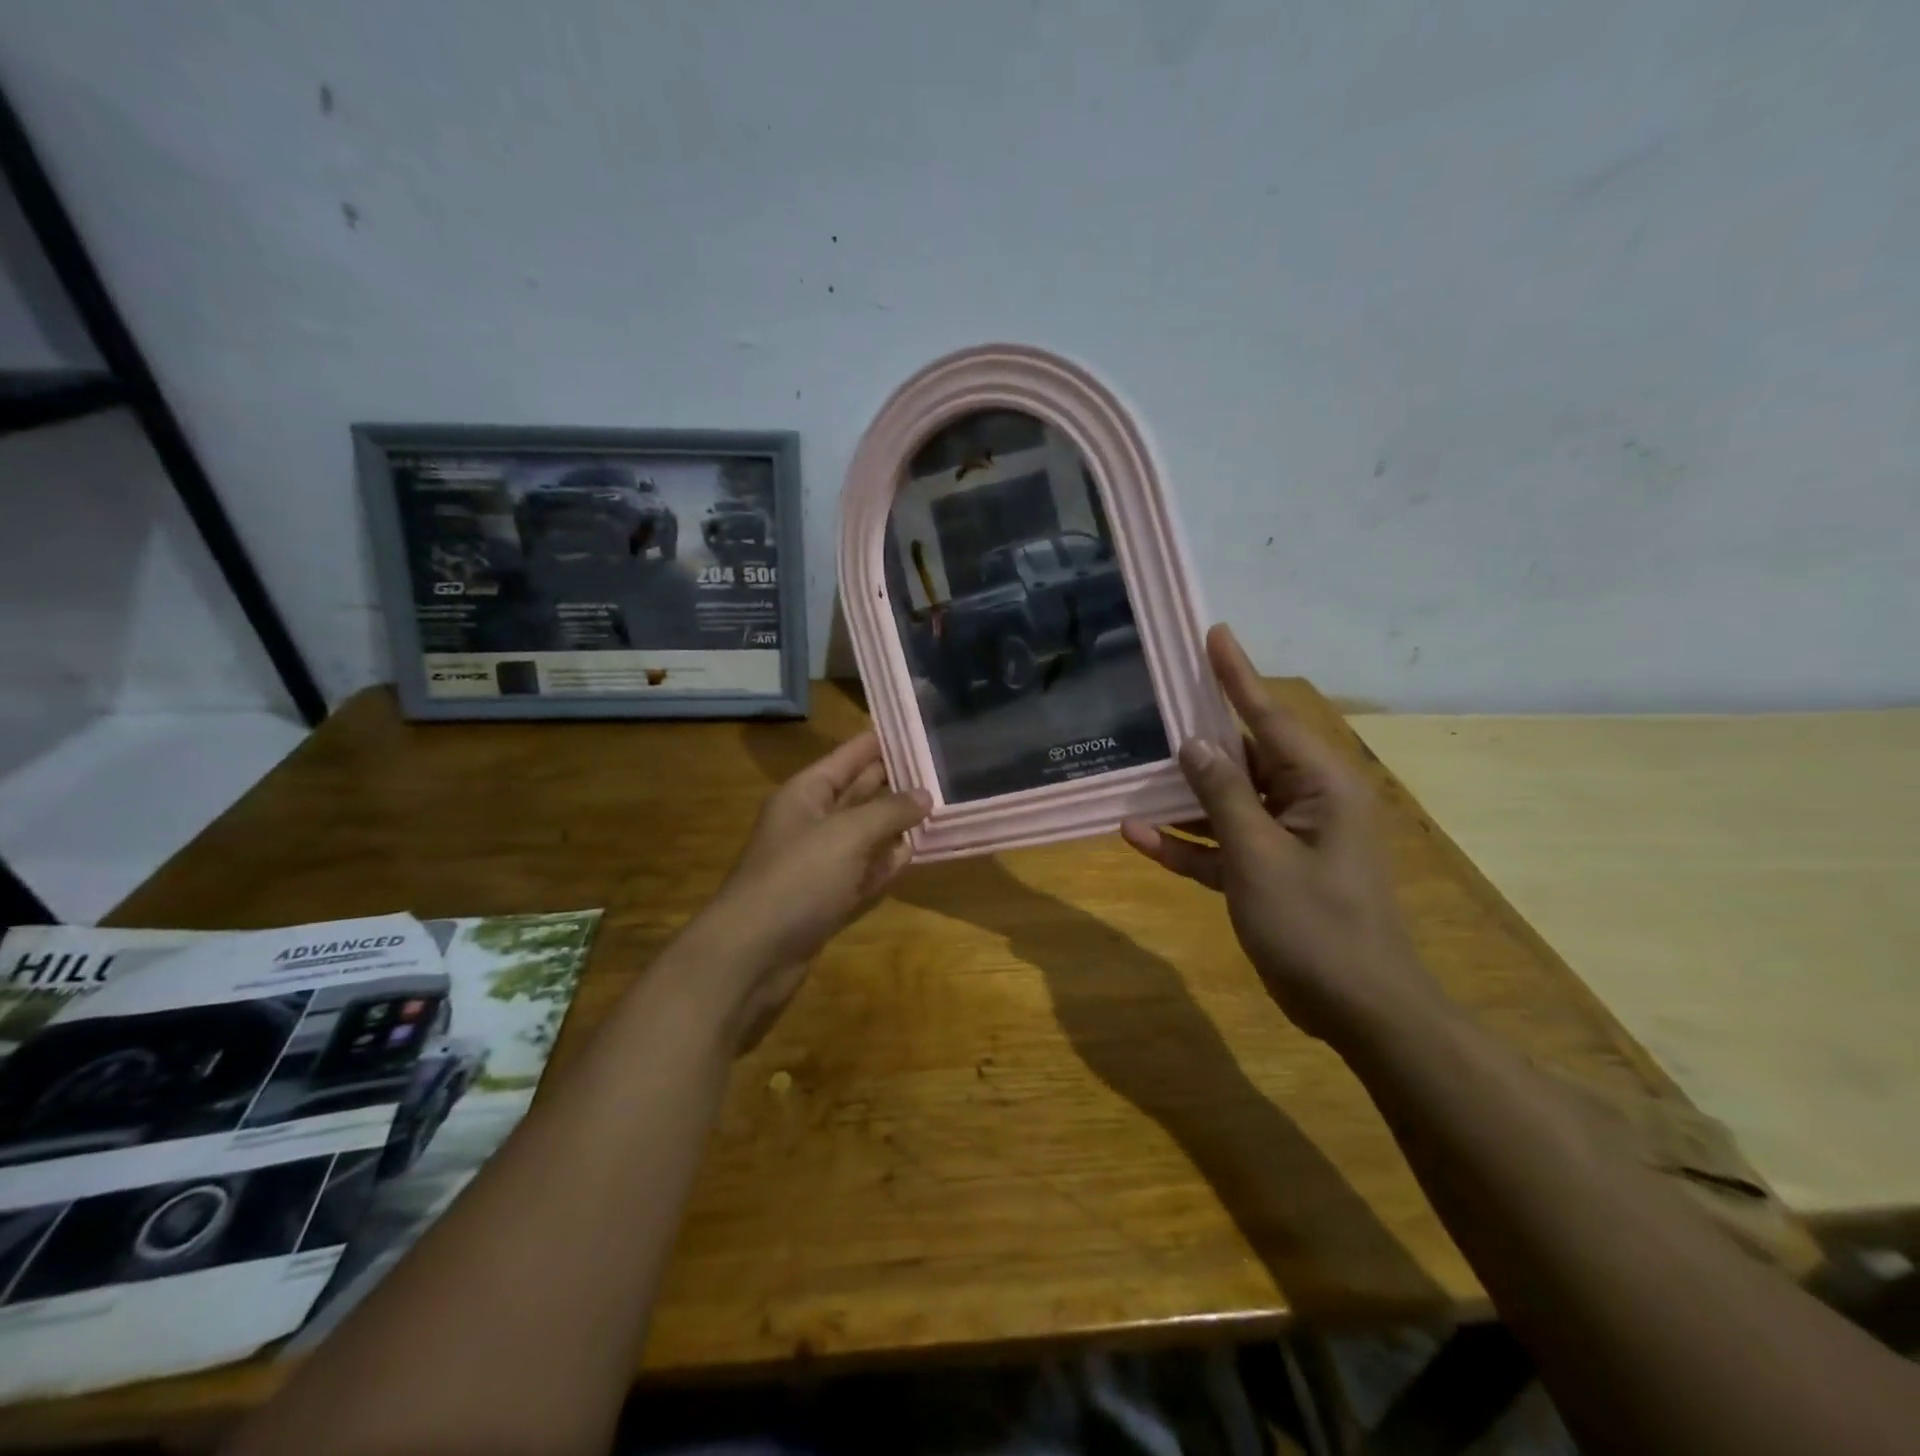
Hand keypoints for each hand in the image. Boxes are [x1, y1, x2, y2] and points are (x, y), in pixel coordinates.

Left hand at [691, 732, 928, 1048]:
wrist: (753, 954)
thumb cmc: (798, 878)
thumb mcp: (847, 834)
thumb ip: (890, 811)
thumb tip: (924, 795)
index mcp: (806, 793)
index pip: (849, 756)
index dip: (880, 741)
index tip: (917, 728)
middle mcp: (811, 822)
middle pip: (859, 792)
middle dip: (895, 781)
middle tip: (940, 768)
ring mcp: (818, 863)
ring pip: (864, 834)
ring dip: (895, 824)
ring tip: (938, 807)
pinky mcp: (826, 899)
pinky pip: (863, 872)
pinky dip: (885, 864)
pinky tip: (913, 854)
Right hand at [1122, 625, 1437, 1042]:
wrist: (1359, 1010)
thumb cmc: (1317, 925)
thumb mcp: (1260, 857)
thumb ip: (1223, 796)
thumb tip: (1194, 743)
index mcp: (1320, 785)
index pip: (1269, 717)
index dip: (1237, 675)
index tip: (1214, 634)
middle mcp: (1306, 801)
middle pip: (1243, 756)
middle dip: (1198, 737)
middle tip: (1156, 701)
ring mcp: (1286, 839)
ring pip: (1226, 802)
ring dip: (1182, 797)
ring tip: (1133, 771)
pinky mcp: (1268, 872)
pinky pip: (1222, 846)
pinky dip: (1186, 843)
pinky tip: (1137, 835)